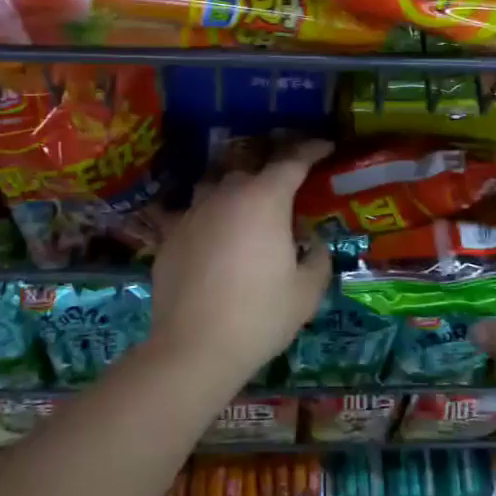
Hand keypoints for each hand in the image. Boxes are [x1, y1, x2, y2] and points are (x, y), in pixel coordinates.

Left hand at [146, 138, 335, 391]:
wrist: (193, 348)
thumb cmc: (259, 316)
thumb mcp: (307, 291)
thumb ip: (316, 258)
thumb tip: (310, 243)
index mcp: (265, 199)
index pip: (292, 160)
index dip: (311, 150)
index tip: (325, 147)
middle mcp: (226, 195)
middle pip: (251, 169)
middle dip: (271, 173)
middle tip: (287, 188)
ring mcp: (193, 213)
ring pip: (216, 186)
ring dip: (235, 191)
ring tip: (246, 209)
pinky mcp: (170, 236)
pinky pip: (194, 215)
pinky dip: (209, 220)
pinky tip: (213, 240)